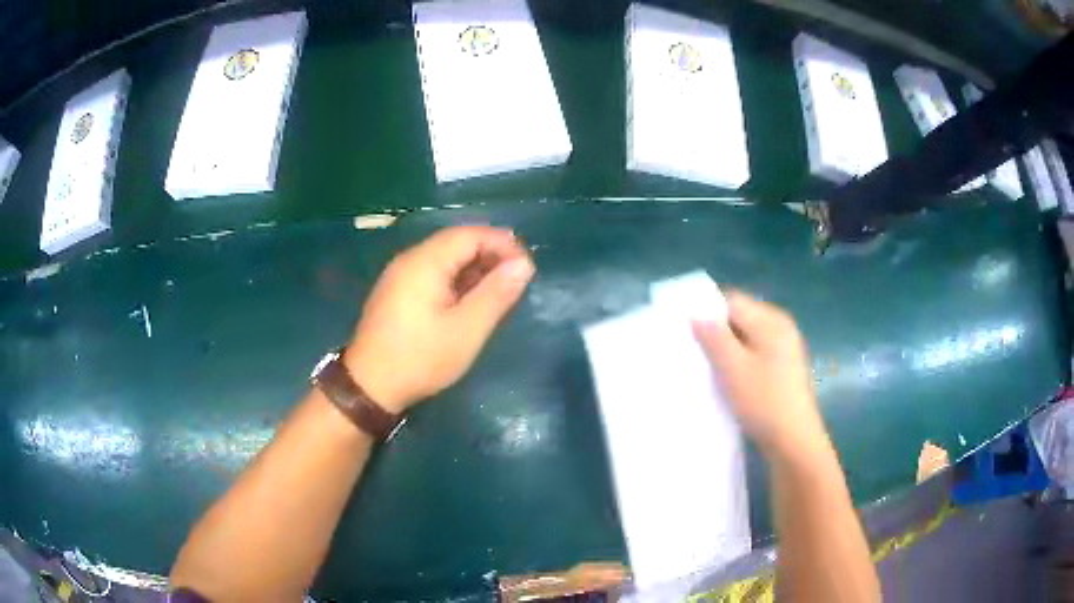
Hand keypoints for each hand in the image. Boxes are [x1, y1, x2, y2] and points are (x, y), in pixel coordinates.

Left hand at [344, 226, 534, 412]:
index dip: (503, 244)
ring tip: (500, 290)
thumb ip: (496, 294)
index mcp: (425, 262)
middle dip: (490, 255)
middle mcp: (410, 260)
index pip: (470, 234)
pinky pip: (433, 273)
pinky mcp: (397, 292)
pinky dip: (457, 279)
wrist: (370, 387)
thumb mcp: (466, 330)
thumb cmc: (421, 358)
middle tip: (517, 279)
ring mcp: (400, 275)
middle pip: (456, 242)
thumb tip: (523, 265)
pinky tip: (470, 300)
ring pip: (445, 258)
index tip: (527, 268)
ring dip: (475, 268)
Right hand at [692, 291, 827, 459]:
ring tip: (707, 370)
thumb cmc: (764, 402)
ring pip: (745, 339)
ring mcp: (784, 349)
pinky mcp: (782, 369)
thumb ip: (713, 336)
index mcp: (772, 320)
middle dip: (715, 333)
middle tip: (693, 353)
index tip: (685, 332)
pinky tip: (727, 382)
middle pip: (739, 318)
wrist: (794, 442)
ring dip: (725, 350)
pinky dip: (738, 363)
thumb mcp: (733, 368)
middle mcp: (780, 328)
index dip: (706, 312)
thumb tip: (694, 311)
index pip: (731, 301)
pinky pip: (753, 355)